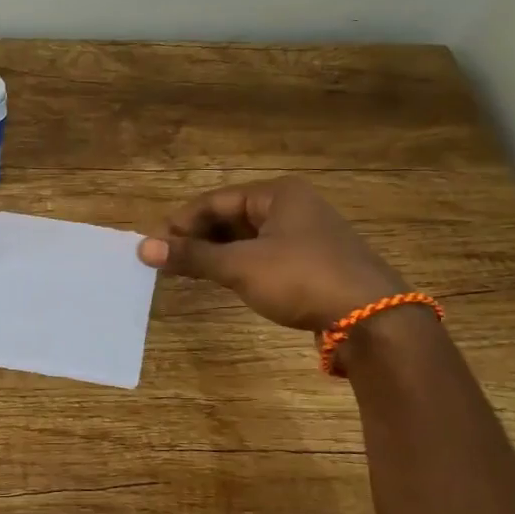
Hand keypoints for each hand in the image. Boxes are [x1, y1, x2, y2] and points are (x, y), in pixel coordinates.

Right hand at [137, 177, 404, 332]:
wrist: (372, 319)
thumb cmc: (302, 279)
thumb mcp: (240, 267)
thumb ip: (192, 256)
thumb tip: (143, 248)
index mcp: (278, 194)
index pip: (215, 201)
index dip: (181, 222)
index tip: (153, 245)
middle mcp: (293, 207)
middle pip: (231, 217)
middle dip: (197, 237)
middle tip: (166, 260)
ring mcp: (306, 235)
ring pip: (247, 238)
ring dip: (215, 252)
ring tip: (186, 270)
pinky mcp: (312, 263)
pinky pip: (264, 255)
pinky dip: (238, 265)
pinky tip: (221, 280)